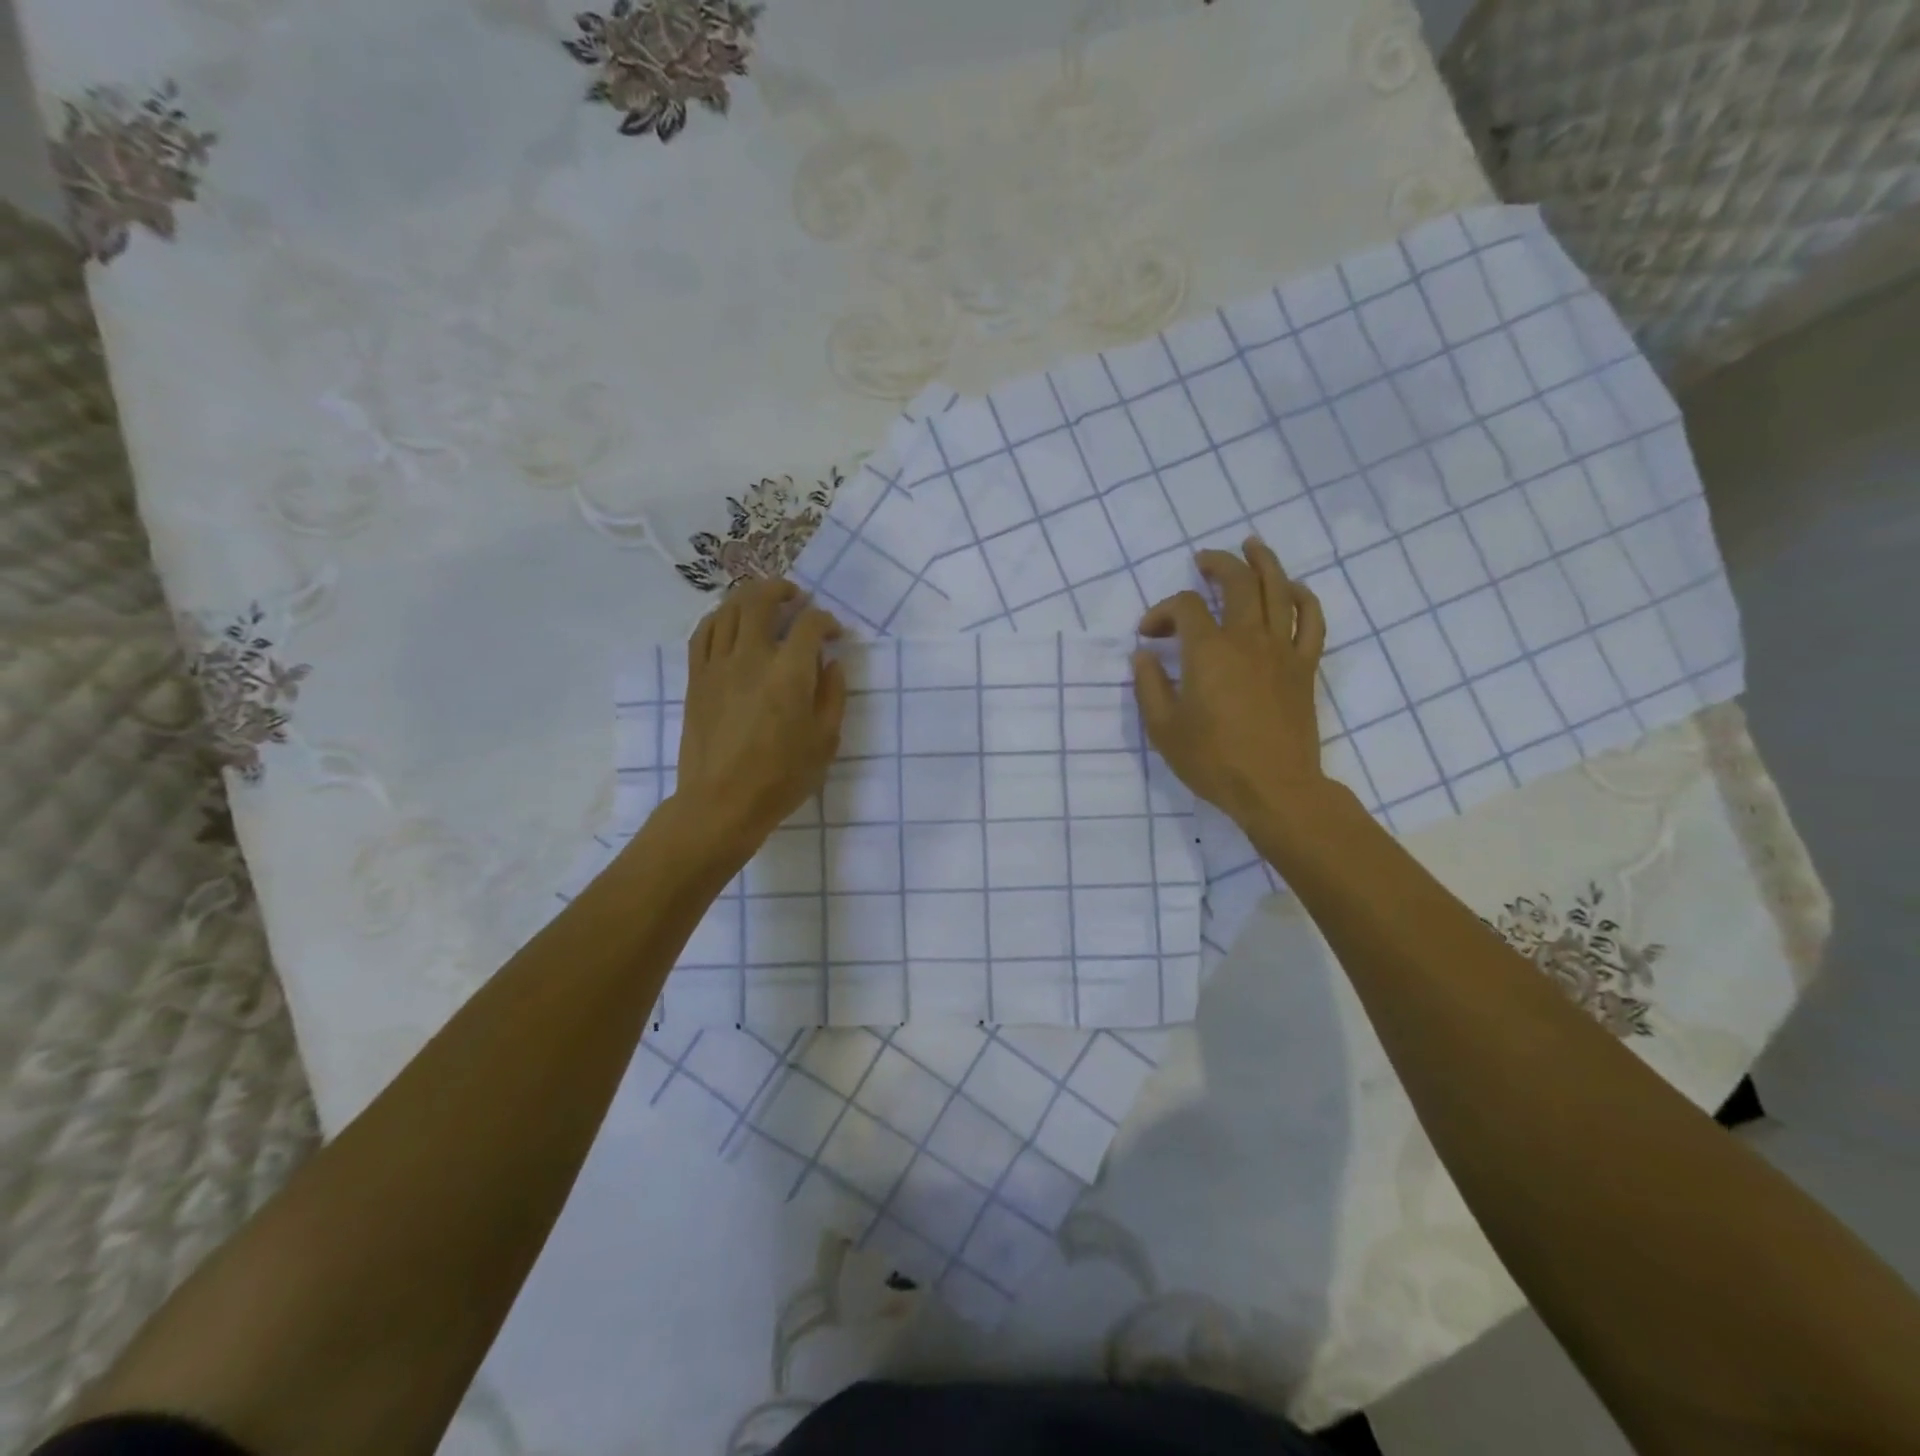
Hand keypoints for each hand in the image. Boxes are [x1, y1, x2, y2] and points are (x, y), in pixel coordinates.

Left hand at [670, 579, 846, 858]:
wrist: (722, 802)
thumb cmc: (782, 777)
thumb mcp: (825, 740)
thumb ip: (832, 695)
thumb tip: (831, 663)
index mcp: (789, 673)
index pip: (810, 624)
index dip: (826, 621)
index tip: (834, 633)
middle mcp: (751, 657)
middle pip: (761, 600)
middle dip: (782, 590)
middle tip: (796, 597)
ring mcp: (718, 665)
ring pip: (729, 610)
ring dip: (749, 597)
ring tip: (763, 602)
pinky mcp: (697, 678)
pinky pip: (704, 633)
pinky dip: (719, 618)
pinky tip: (730, 623)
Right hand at [1131, 539, 1334, 838]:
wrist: (1274, 788)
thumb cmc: (1212, 760)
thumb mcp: (1163, 728)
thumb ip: (1149, 686)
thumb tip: (1143, 655)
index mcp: (1208, 651)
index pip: (1183, 608)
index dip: (1161, 612)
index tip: (1148, 635)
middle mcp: (1246, 638)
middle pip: (1237, 582)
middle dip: (1217, 564)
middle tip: (1203, 559)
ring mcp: (1281, 649)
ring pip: (1278, 590)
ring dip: (1264, 562)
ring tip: (1252, 546)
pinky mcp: (1304, 666)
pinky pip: (1311, 620)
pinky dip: (1303, 598)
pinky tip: (1293, 589)